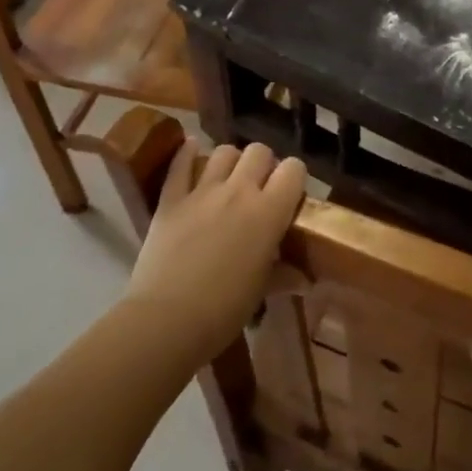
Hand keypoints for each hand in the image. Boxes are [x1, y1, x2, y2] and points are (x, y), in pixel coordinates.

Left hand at [124, 141, 307, 361]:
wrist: (166, 321)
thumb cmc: (224, 310)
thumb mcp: (261, 292)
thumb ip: (284, 276)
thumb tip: (305, 280)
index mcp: (268, 212)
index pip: (293, 169)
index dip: (294, 177)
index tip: (289, 195)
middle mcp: (239, 191)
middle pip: (259, 151)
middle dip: (263, 165)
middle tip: (259, 189)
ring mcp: (202, 191)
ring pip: (224, 151)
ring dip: (231, 161)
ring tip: (228, 179)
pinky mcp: (171, 199)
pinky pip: (180, 163)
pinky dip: (187, 153)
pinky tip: (191, 150)